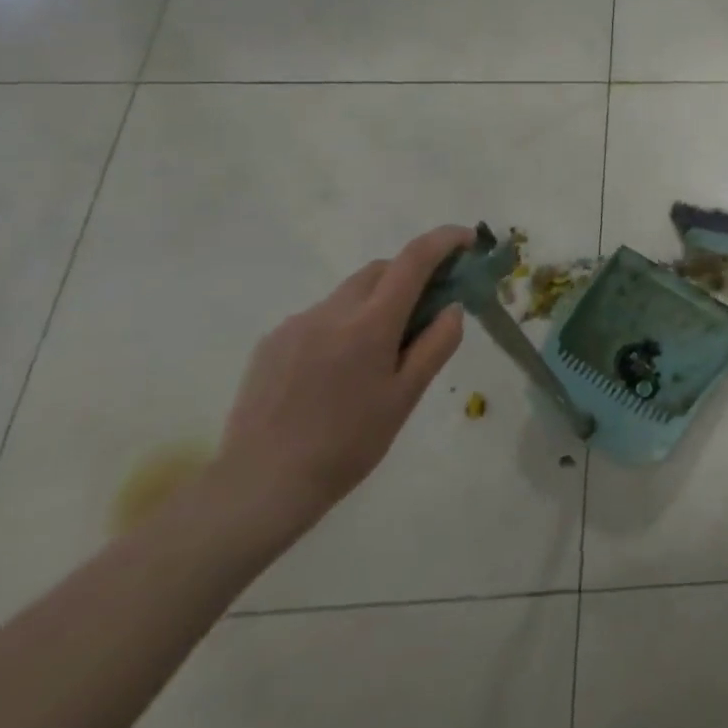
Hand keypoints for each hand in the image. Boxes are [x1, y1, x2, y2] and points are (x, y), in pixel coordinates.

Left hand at [213, 225, 472, 537]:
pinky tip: (338, 370)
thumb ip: (436, 345)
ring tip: (379, 352)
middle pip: (380, 270)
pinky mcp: (271, 343)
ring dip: (375, 302)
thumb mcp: (406, 397)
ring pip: (349, 293)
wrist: (260, 486)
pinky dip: (343, 324)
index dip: (444, 241)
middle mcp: (332, 311)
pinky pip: (320, 317)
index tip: (467, 241)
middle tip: (428, 308)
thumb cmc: (348, 444)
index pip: (413, 260)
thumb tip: (452, 308)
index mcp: (370, 324)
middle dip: (409, 275)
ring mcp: (296, 325)